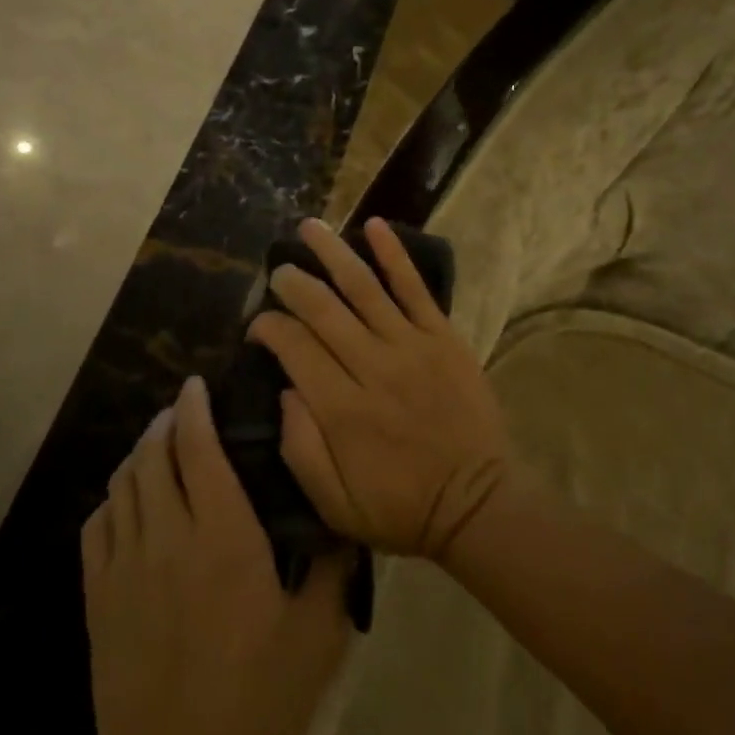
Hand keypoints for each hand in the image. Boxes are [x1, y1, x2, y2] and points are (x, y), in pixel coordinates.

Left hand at [82, 376, 351, 734]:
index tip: (197, 384)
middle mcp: (167, 534)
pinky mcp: (98, 596)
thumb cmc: (257, 698)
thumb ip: (334, 568)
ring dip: (138, 453)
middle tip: (182, 411)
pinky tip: (125, 501)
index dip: (195, 408)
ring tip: (155, 444)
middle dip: (166, 422)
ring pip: (122, 484)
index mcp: (223, 535)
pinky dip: (111, 498)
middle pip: (154, 455)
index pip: (199, 448)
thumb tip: (346, 521)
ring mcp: (125, 564)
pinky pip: (96, 526)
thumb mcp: (317, 634)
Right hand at [246, 217, 514, 557]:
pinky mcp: (443, 338)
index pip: (294, 348)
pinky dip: (394, 255)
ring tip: (309, 227)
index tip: (257, 326)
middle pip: (323, 310)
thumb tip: (285, 389)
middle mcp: (372, 367)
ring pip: (363, 287)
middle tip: (277, 272)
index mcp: (341, 409)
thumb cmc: (400, 508)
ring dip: (332, 253)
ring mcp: (411, 347)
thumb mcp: (334, 504)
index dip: (268, 328)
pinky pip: (415, 288)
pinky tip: (375, 226)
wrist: (477, 505)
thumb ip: (300, 447)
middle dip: (293, 284)